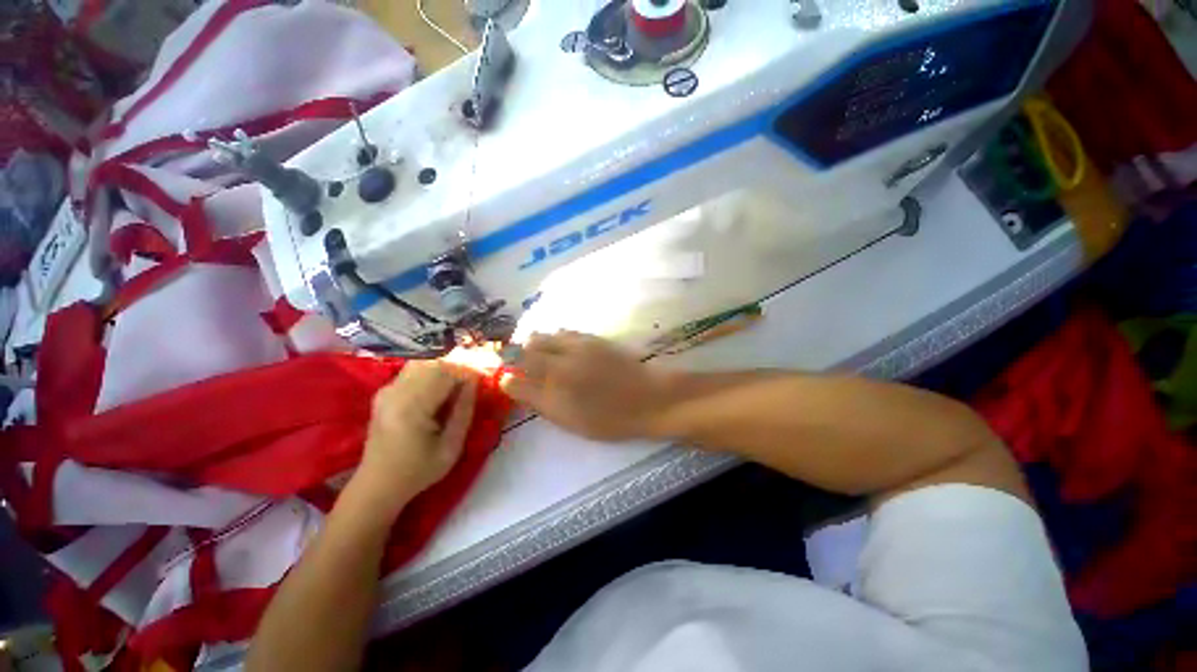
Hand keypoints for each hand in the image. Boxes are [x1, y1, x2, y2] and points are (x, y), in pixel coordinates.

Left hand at [355, 361, 476, 512]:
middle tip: (473, 382)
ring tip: (458, 385)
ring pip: (423, 363)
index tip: (484, 379)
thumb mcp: (451, 447)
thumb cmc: (418, 471)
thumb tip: (474, 382)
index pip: (445, 374)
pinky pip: (412, 371)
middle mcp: (395, 393)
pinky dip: (431, 373)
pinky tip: (440, 390)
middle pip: (433, 363)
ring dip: (445, 369)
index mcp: (411, 408)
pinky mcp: (384, 393)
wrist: (377, 485)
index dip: (468, 372)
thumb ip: (464, 411)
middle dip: (458, 368)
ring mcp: (387, 391)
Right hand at [501, 332, 675, 441]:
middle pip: (528, 348)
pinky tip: (562, 348)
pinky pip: (565, 332)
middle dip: (519, 355)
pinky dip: (556, 339)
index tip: (507, 380)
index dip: (508, 377)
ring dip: (537, 344)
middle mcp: (562, 360)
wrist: (649, 398)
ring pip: (546, 336)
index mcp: (555, 385)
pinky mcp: (593, 338)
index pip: (517, 376)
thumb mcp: (571, 420)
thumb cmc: (611, 418)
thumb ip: (541, 402)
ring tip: (541, 357)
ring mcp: (578, 345)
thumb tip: (515, 387)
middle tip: (523, 366)